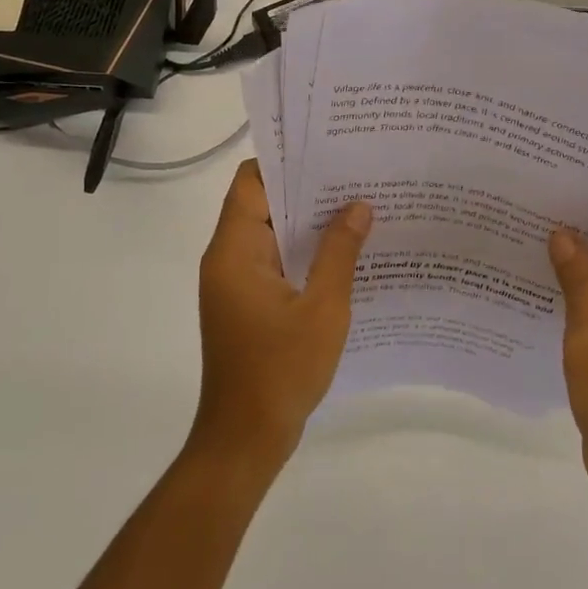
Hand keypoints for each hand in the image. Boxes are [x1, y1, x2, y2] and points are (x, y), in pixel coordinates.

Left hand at [196, 160, 371, 468]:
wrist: (246, 438)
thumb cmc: (281, 371)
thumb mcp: (323, 309)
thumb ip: (339, 252)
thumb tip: (358, 206)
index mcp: (235, 251)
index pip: (251, 183)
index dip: (285, 161)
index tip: (328, 149)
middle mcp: (228, 259)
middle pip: (262, 204)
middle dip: (306, 189)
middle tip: (356, 174)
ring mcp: (237, 283)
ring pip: (272, 234)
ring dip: (308, 222)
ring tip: (359, 205)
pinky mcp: (249, 304)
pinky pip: (276, 261)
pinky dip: (304, 252)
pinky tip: (345, 252)